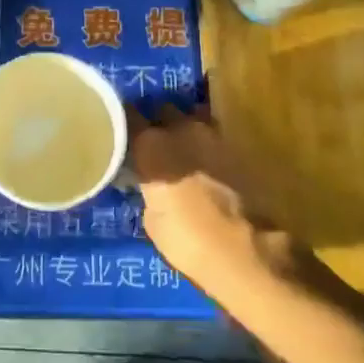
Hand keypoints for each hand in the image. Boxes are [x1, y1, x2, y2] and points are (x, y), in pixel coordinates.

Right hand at [130, 106, 270, 283]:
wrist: (242, 251)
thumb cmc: (185, 239)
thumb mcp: (151, 216)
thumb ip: (149, 187)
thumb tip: (152, 184)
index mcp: (151, 144)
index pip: (128, 116)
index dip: (124, 125)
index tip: (121, 135)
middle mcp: (181, 129)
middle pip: (163, 111)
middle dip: (160, 124)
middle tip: (156, 146)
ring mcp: (213, 135)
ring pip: (193, 120)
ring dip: (187, 133)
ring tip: (185, 154)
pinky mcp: (239, 150)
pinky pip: (215, 139)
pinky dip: (209, 149)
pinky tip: (208, 167)